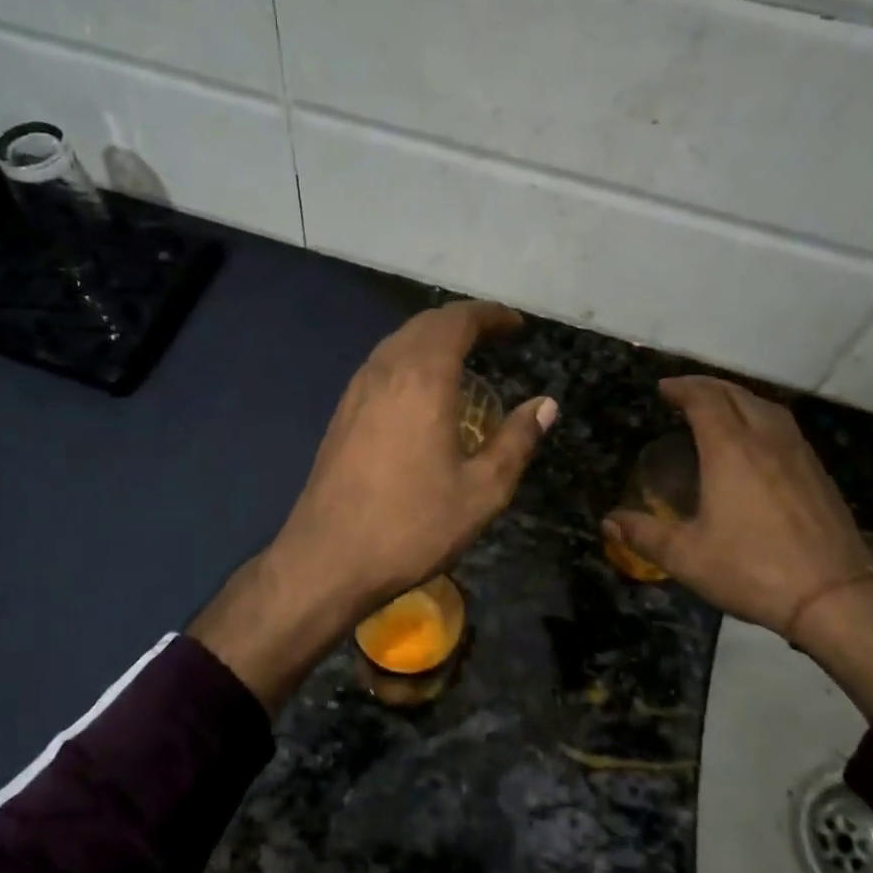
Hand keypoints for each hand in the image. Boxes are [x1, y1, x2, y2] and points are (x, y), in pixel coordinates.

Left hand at [194, 301, 557, 708]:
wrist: (327, 558)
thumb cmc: (411, 525)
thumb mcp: (481, 491)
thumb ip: (516, 441)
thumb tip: (545, 405)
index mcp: (422, 379)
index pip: (457, 321)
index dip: (490, 315)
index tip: (516, 325)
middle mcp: (386, 370)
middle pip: (426, 324)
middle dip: (464, 321)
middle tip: (496, 337)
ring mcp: (357, 389)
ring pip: (399, 341)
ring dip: (434, 337)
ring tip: (465, 357)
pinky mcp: (343, 411)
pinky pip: (382, 364)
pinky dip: (411, 358)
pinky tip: (424, 389)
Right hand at [604, 378, 872, 634]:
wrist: (835, 598)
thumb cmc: (752, 570)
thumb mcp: (686, 557)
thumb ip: (644, 535)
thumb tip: (608, 522)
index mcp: (730, 450)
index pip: (704, 400)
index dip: (682, 388)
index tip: (663, 388)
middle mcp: (766, 440)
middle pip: (736, 394)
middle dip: (707, 386)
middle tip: (683, 392)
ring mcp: (798, 453)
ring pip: (765, 406)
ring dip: (737, 397)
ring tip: (718, 407)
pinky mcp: (818, 472)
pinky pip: (784, 426)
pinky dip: (761, 416)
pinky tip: (756, 439)